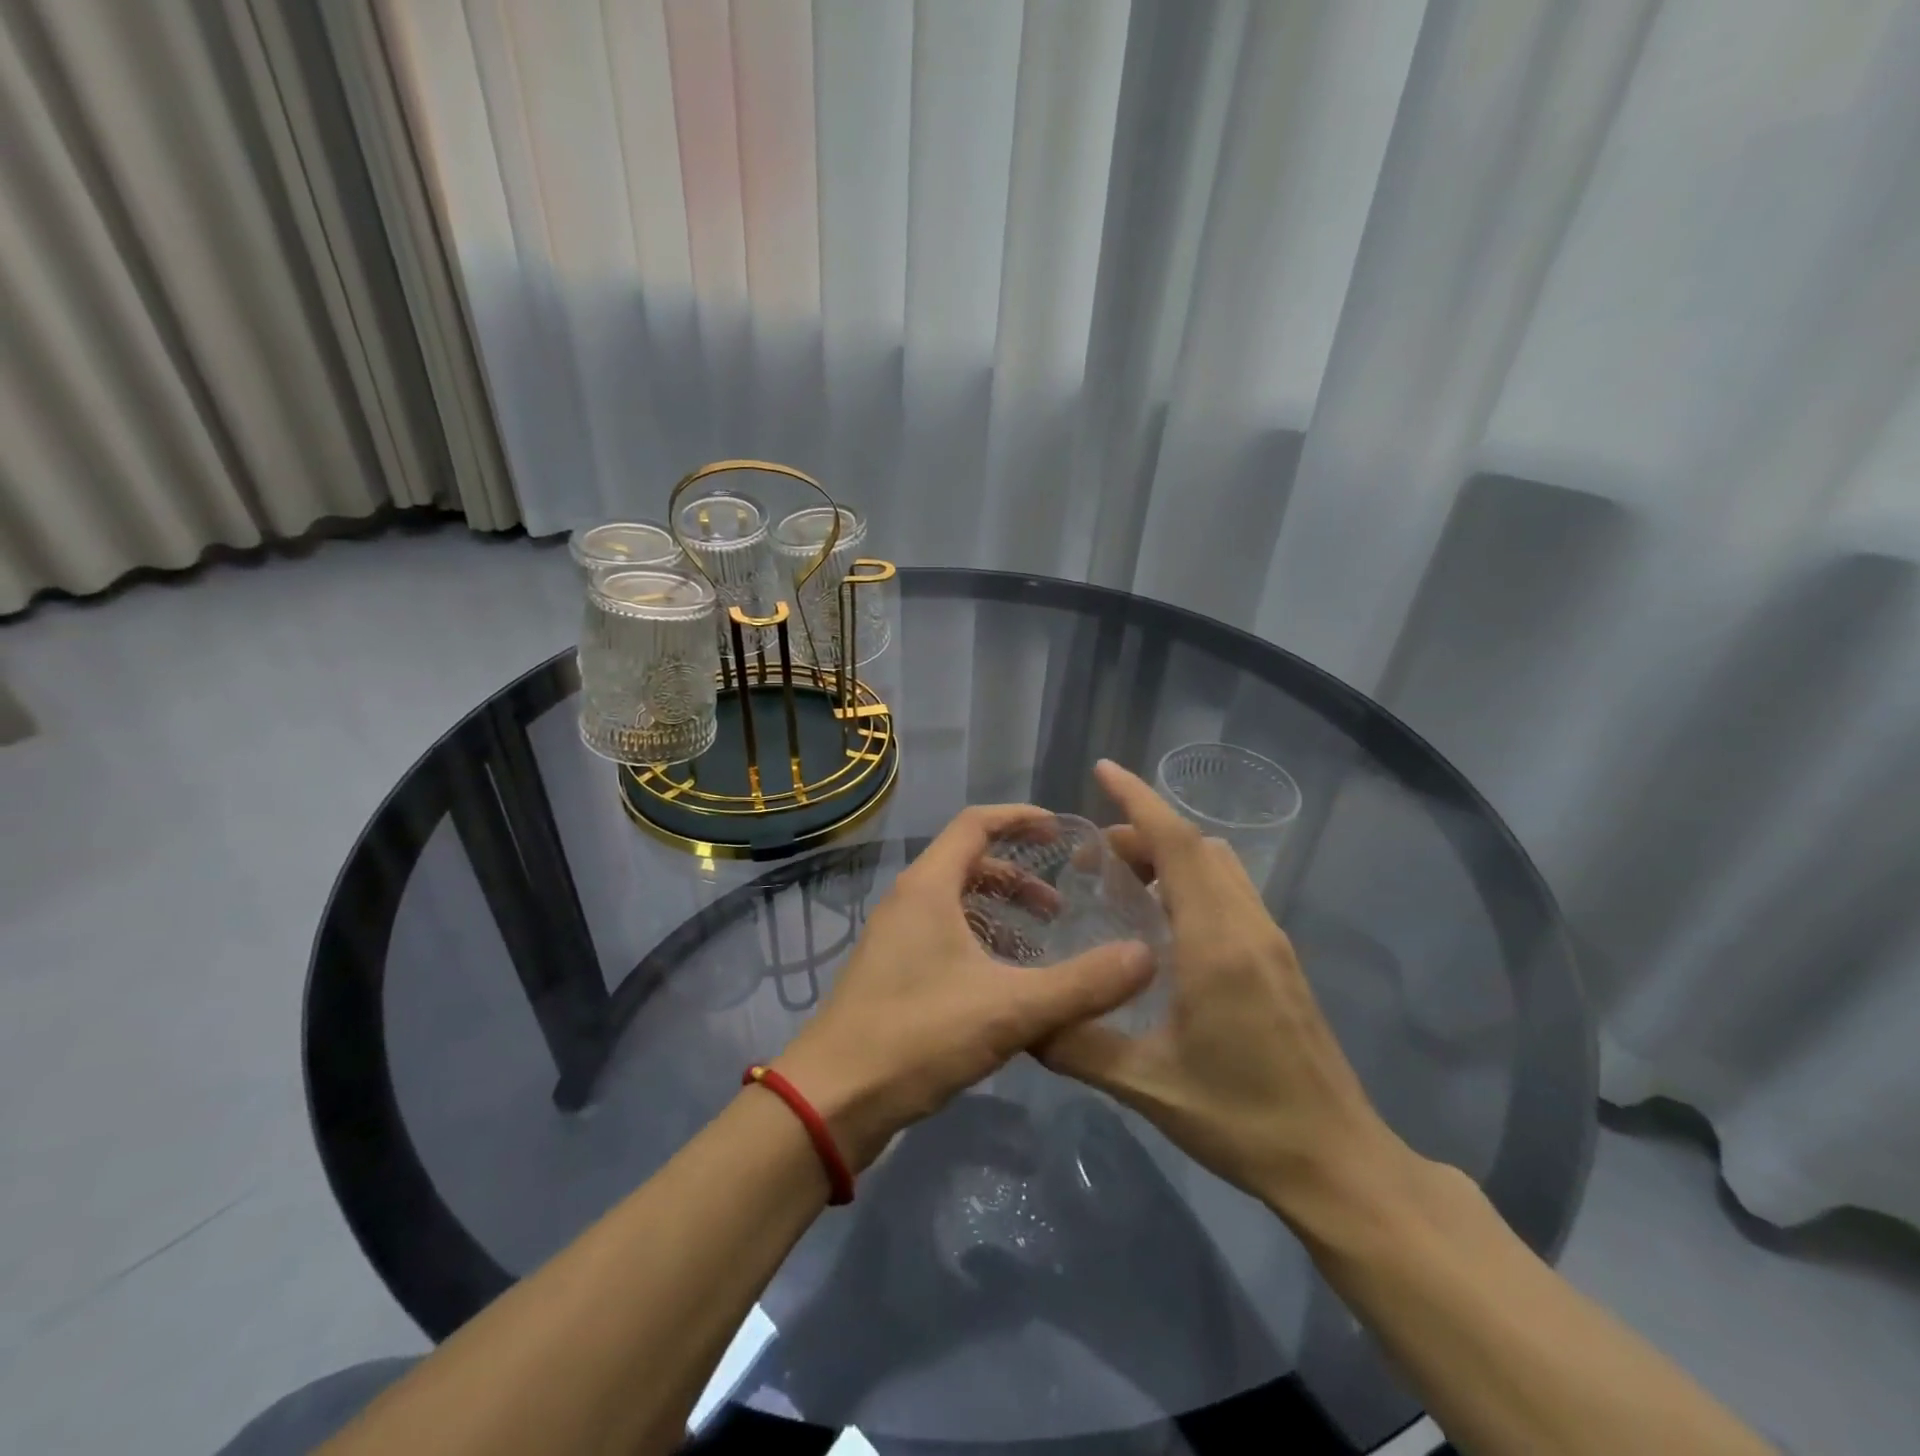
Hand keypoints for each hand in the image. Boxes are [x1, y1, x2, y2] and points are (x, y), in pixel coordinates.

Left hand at [775, 804, 1153, 1170]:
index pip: (976, 823)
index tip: (1062, 833)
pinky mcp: (892, 974)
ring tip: (1041, 945)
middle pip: (968, 864)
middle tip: (1061, 907)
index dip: (1020, 818)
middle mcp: (908, 901)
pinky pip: (945, 938)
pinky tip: (1007, 985)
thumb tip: (1146, 957)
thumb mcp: (1010, 1009)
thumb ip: (1081, 984)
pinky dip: (981, 943)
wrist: (832, 1100)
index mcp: (929, 887)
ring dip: (1000, 914)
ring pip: (957, 905)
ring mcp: (896, 939)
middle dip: (1018, 877)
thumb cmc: (917, 1036)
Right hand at [1039, 762, 1413, 1223]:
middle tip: (1092, 861)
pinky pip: (1230, 892)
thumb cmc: (1241, 1119)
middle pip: (1196, 846)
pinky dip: (1192, 880)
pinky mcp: (1279, 959)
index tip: (1103, 772)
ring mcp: (1271, 941)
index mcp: (1216, 943)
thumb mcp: (1147, 1086)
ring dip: (1171, 855)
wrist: (1337, 1160)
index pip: (1178, 845)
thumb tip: (1023, 1020)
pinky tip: (1164, 926)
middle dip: (1143, 832)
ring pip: (1218, 865)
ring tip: (1124, 887)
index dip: (1139, 800)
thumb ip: (1078, 1045)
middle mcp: (1248, 926)